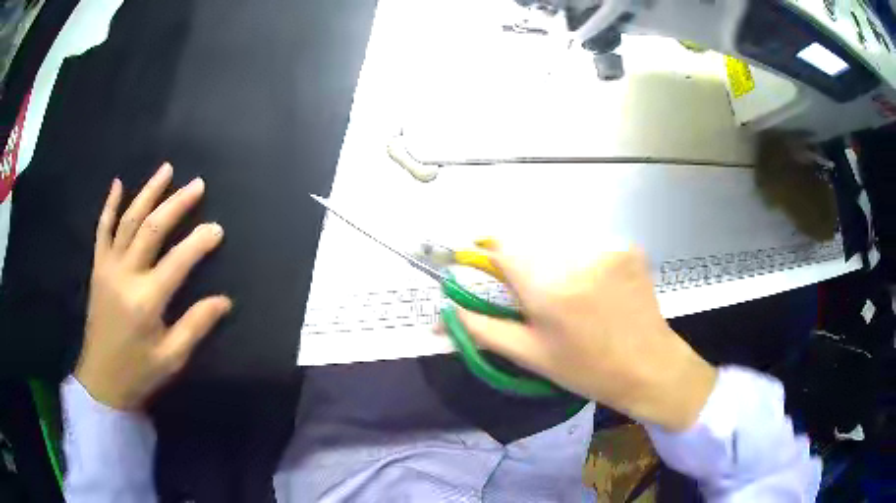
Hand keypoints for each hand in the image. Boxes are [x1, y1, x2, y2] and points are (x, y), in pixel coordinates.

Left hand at [75, 163, 231, 409]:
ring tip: (166, 170)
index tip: (218, 229)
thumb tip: (224, 301)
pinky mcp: (98, 268)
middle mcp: (126, 275)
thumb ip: (195, 326)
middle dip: (177, 204)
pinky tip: (118, 184)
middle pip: (152, 229)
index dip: (200, 242)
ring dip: (148, 193)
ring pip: (128, 220)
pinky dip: (109, 205)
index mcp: (146, 301)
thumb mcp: (171, 358)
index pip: (178, 261)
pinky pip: (102, 230)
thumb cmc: (138, 372)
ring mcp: (108, 267)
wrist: (101, 380)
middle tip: (197, 184)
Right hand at [458, 246, 716, 431]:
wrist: (649, 367)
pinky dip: (585, 263)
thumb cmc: (586, 369)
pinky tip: (600, 290)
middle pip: (532, 244)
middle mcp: (577, 258)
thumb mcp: (530, 356)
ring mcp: (607, 249)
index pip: (503, 245)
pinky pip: (590, 246)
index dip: (491, 251)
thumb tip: (443, 312)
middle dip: (527, 265)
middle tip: (541, 298)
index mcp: (549, 289)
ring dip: (557, 263)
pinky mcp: (627, 247)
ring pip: (561, 244)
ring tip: (575, 298)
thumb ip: (482, 329)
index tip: (489, 264)